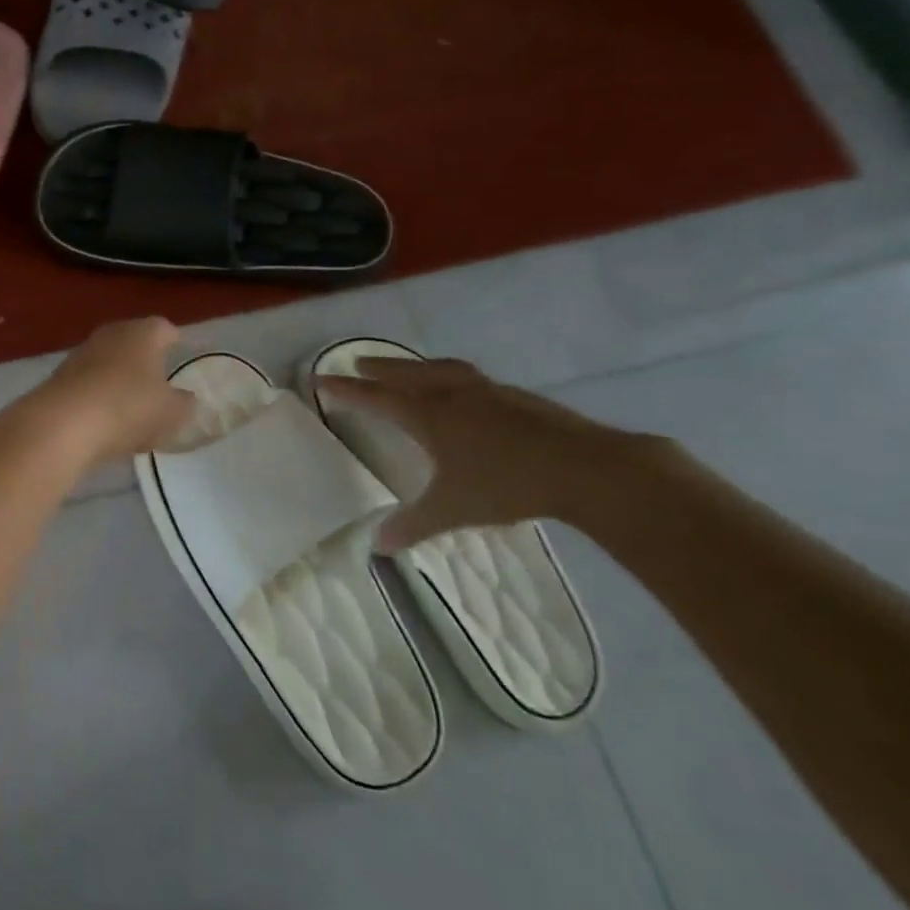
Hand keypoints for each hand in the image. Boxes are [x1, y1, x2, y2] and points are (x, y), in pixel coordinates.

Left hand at [33, 318, 195, 465]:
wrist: (63, 424)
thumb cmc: (128, 408)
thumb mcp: (172, 412)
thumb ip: (184, 403)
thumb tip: (185, 397)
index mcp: (142, 333)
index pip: (165, 328)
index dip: (176, 341)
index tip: (183, 355)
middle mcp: (110, 334)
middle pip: (133, 342)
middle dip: (145, 359)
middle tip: (159, 380)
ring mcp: (80, 355)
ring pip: (108, 362)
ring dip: (119, 379)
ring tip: (133, 405)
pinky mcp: (58, 378)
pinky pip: (89, 384)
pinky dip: (99, 397)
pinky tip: (105, 420)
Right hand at [318, 357, 659, 550]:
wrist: (587, 468)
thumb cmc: (507, 485)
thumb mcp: (452, 509)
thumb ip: (412, 524)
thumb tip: (377, 547)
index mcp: (429, 416)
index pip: (376, 398)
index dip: (347, 390)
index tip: (322, 378)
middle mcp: (452, 396)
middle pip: (407, 373)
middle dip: (380, 368)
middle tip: (359, 363)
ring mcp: (488, 392)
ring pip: (442, 370)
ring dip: (418, 366)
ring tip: (409, 368)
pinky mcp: (518, 398)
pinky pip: (471, 379)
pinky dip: (452, 377)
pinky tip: (463, 392)